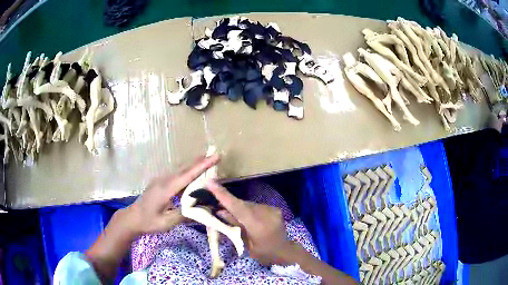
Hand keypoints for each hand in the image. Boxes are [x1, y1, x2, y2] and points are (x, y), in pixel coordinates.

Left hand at [123, 154, 219, 235]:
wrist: (132, 218)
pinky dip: (187, 173)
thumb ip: (184, 215)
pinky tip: (192, 175)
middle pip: (184, 169)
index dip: (202, 166)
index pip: (187, 176)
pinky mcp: (160, 183)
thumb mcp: (166, 223)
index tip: (214, 157)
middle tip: (215, 155)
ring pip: (180, 170)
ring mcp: (161, 180)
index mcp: (166, 189)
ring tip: (207, 161)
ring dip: (194, 166)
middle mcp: (164, 181)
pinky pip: (176, 175)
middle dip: (200, 162)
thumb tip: (202, 210)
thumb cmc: (148, 222)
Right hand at [206, 180, 288, 264]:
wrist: (284, 251)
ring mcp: (272, 209)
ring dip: (239, 207)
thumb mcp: (246, 244)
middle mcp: (266, 213)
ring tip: (231, 213)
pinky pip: (256, 206)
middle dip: (228, 201)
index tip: (210, 182)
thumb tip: (220, 211)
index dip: (223, 195)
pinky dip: (248, 209)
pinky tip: (247, 217)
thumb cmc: (263, 253)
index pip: (237, 207)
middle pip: (242, 204)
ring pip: (249, 204)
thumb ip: (235, 226)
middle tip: (214, 199)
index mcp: (257, 225)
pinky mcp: (274, 208)